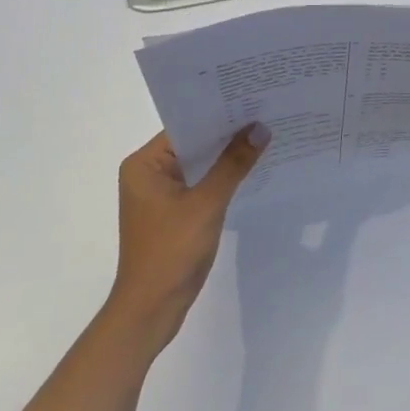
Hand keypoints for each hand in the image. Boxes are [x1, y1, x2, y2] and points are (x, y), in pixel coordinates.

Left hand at [105, 125, 268, 351]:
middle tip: (265, 114)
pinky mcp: (173, 214)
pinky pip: (200, 185)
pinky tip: (250, 170)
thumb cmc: (171, 251)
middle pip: (193, 144)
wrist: (151, 309)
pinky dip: (221, 179)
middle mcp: (147, 174)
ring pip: (199, 165)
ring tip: (264, 137)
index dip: (218, 114)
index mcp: (144, 165)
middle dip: (227, 135)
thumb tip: (260, 129)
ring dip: (226, 158)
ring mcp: (159, 195)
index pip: (185, 127)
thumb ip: (233, 164)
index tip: (252, 100)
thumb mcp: (207, 203)